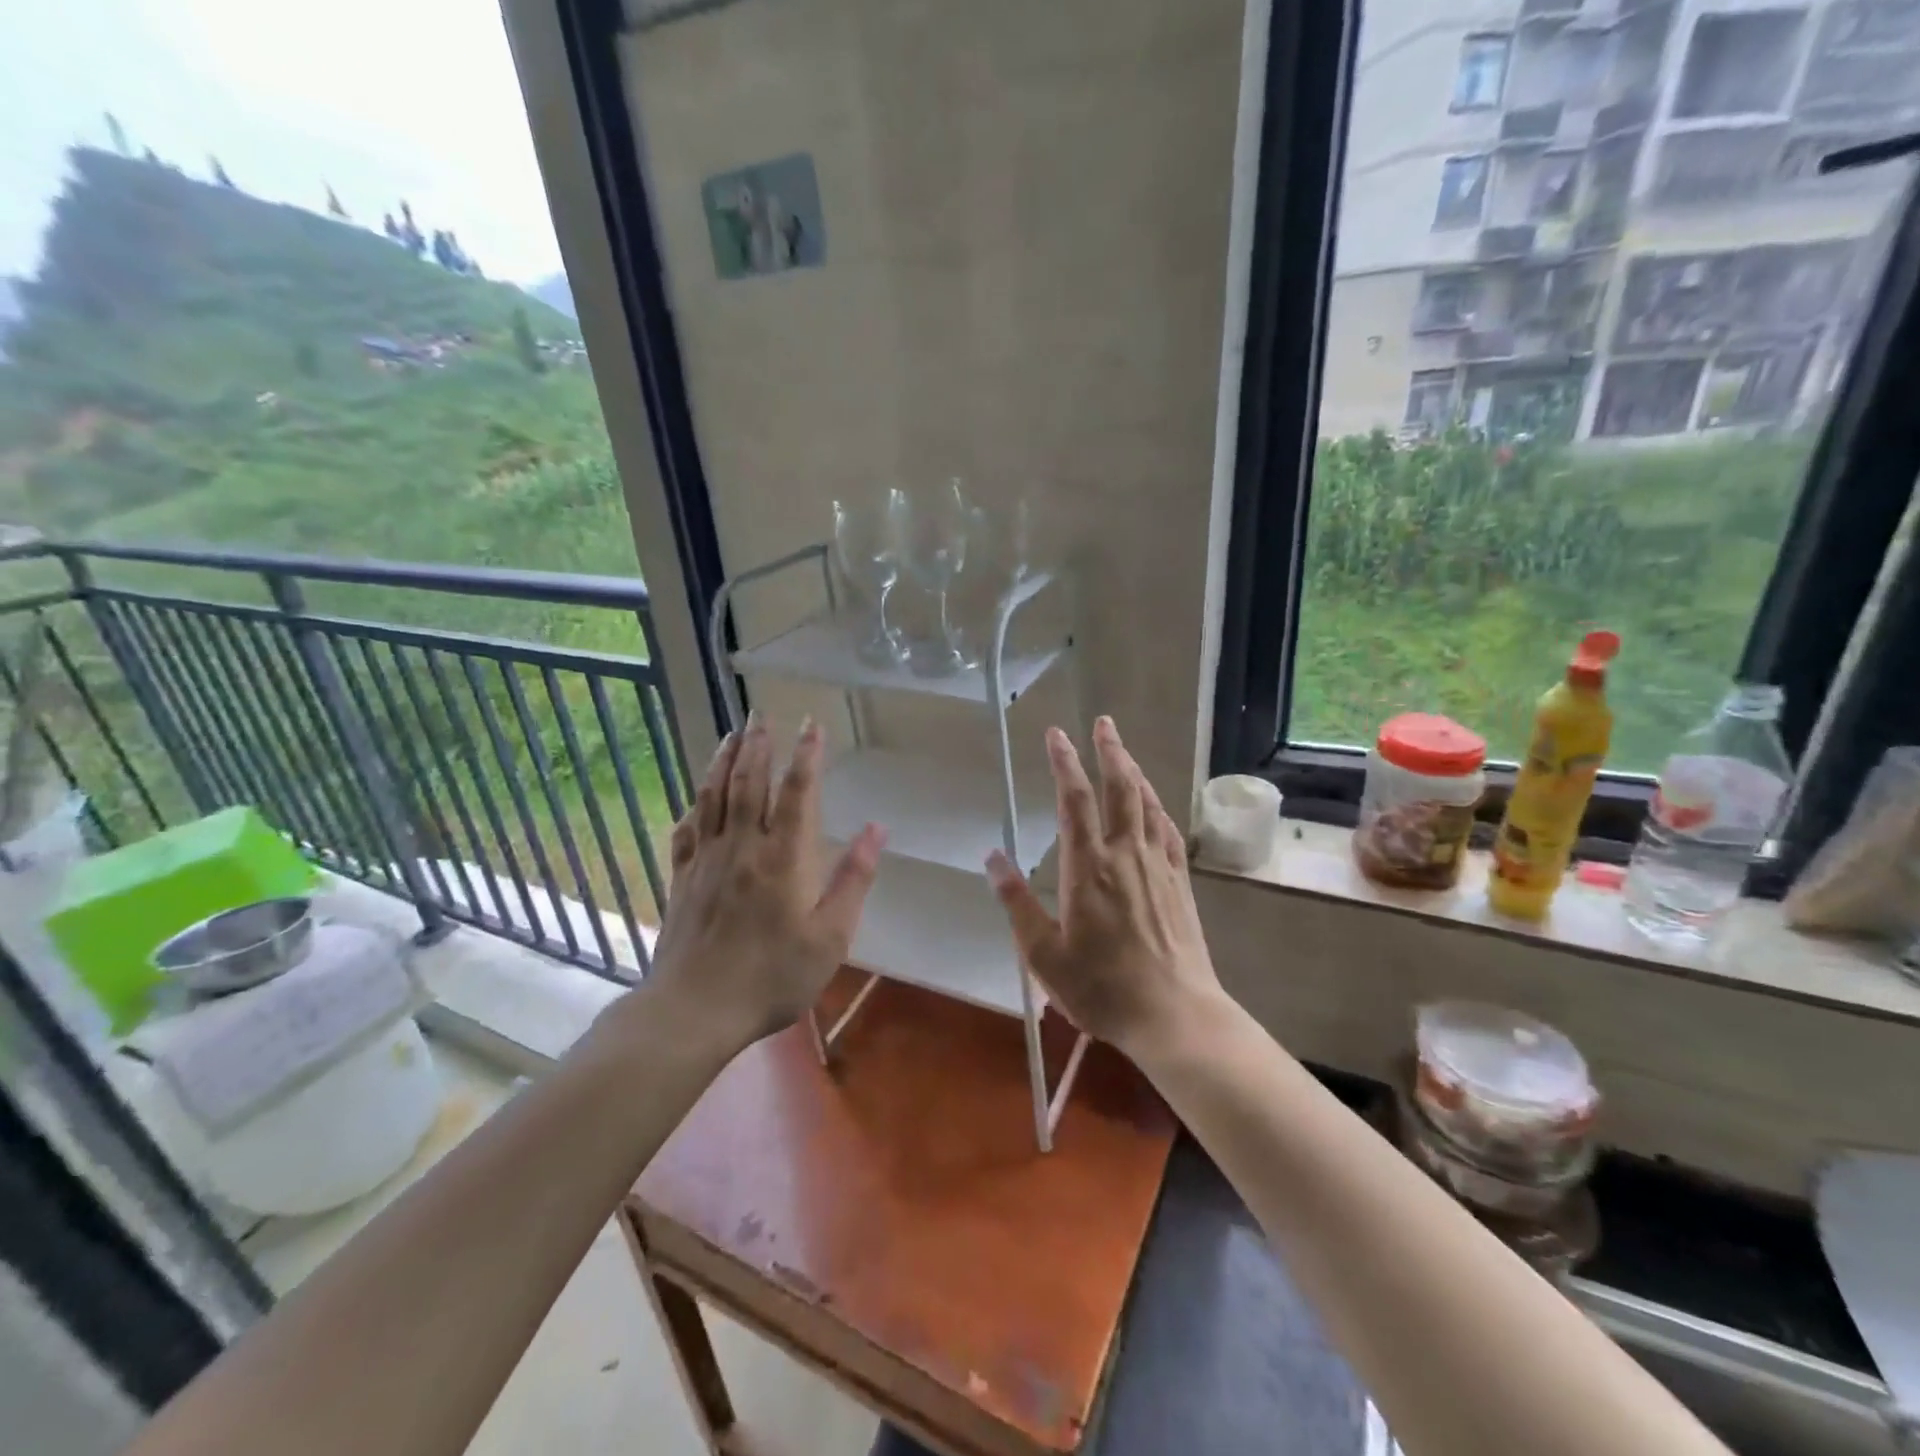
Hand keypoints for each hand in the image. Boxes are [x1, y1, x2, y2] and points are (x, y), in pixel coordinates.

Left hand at [646, 714, 885, 1052]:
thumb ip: (853, 879)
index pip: (797, 792)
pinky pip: (687, 830)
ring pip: (714, 797)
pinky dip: (694, 805)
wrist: (694, 1009)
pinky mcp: (682, 879)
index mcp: (783, 857)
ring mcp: (706, 860)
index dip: (806, 755)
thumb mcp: (830, 936)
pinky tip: (697, 797)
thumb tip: (877, 829)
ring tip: (731, 735)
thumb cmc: (772, 976)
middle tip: (761, 715)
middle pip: (749, 783)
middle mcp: (742, 847)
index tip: (812, 724)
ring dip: (723, 761)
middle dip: (758, 745)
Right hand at [985, 717, 1224, 1061]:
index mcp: (1088, 868)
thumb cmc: (1101, 989)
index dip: (1064, 762)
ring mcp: (1158, 866)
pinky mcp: (1180, 883)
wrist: (1174, 1015)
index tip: (1055, 734)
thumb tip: (992, 858)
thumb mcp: (1043, 955)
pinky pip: (1169, 831)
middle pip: (1119, 788)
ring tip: (1123, 751)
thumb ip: (1016, 903)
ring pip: (1147, 804)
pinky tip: (1153, 804)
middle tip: (1102, 722)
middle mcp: (1126, 855)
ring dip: (1134, 771)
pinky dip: (1157, 807)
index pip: (1074, 800)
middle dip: (1109, 751)